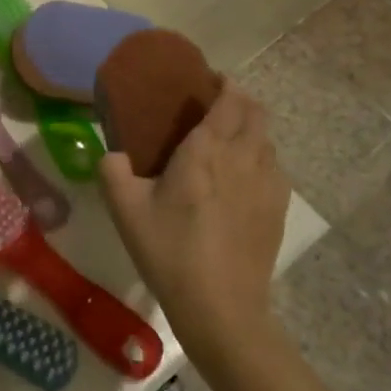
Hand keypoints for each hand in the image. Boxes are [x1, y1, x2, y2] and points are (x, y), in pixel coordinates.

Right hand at [99, 81, 289, 358]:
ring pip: (268, 140)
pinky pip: (275, 168)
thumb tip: (112, 154)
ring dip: (251, 130)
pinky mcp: (278, 210)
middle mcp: (243, 158)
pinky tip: (242, 179)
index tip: (207, 81)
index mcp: (207, 150)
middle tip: (214, 106)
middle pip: (256, 113)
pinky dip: (261, 158)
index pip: (229, 100)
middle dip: (240, 101)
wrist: (221, 309)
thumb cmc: (170, 251)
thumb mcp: (126, 210)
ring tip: (227, 142)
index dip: (224, 84)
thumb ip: (112, 171)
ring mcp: (267, 185)